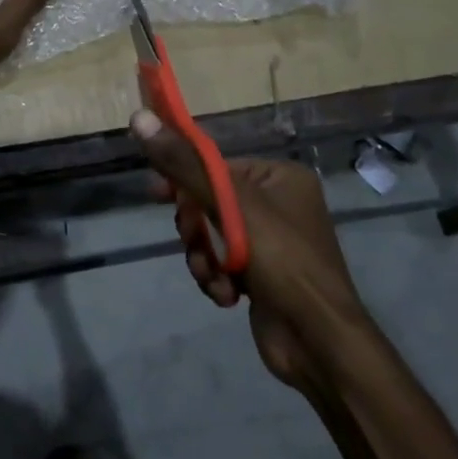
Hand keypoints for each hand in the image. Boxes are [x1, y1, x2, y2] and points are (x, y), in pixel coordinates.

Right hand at [131, 111, 368, 392]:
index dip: (183, 179)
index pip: (217, 166)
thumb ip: (183, 164)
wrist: (318, 341)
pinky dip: (218, 278)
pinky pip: (223, 264)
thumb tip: (139, 117)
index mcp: (280, 176)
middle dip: (197, 230)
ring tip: (216, 277)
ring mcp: (271, 243)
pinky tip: (228, 297)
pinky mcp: (263, 276)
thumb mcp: (229, 205)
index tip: (155, 194)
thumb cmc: (281, 260)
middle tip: (196, 244)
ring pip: (212, 237)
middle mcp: (279, 204)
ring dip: (204, 258)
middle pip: (210, 202)